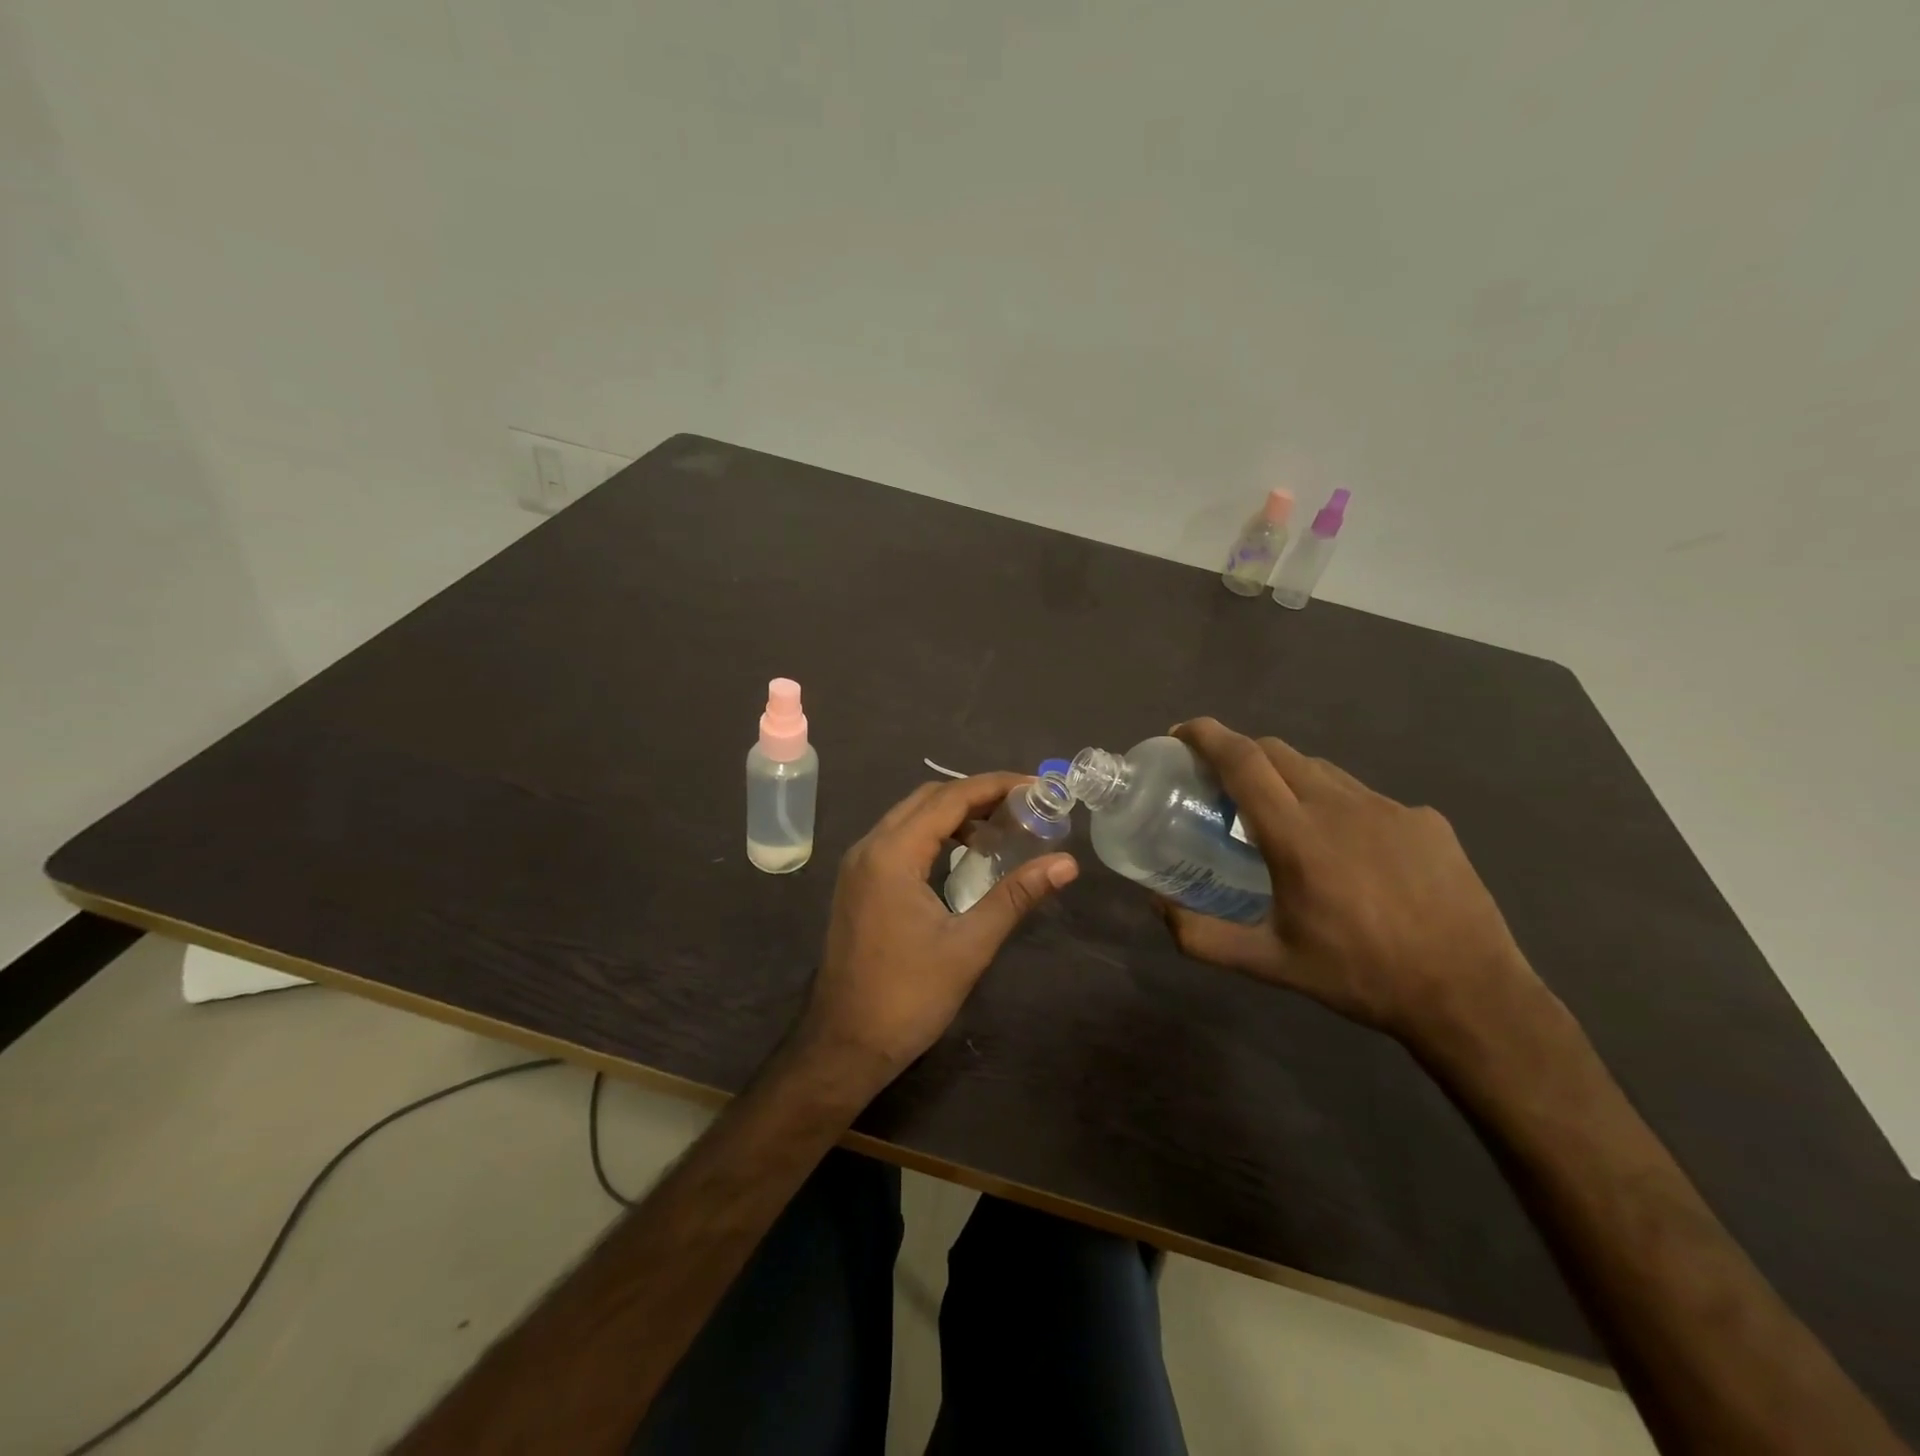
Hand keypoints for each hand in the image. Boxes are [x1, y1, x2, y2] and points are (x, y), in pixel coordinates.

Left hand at [800, 773, 1077, 1083]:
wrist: (844, 1045)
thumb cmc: (908, 996)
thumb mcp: (969, 945)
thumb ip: (1016, 896)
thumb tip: (1066, 864)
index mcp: (892, 854)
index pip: (949, 799)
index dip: (995, 786)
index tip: (1035, 786)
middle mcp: (869, 847)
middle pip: (927, 799)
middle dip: (976, 794)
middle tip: (1024, 805)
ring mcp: (858, 866)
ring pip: (910, 818)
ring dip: (953, 814)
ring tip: (1001, 827)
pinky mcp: (857, 884)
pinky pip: (898, 840)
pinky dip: (933, 835)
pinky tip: (964, 855)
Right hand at [1160, 718, 1546, 1049]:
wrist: (1469, 994)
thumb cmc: (1359, 975)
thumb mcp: (1270, 964)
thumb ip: (1202, 936)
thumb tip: (1157, 907)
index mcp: (1296, 835)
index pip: (1243, 761)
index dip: (1207, 736)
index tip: (1181, 733)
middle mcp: (1340, 806)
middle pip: (1277, 752)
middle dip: (1240, 753)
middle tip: (1221, 782)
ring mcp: (1388, 808)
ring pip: (1321, 770)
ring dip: (1287, 777)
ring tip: (1281, 815)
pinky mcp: (1425, 819)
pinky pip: (1365, 796)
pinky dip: (1337, 806)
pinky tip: (1347, 849)